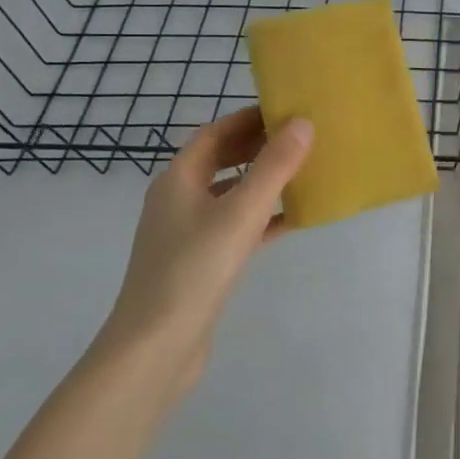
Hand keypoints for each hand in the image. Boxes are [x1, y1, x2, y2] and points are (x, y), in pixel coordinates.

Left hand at [94, 107, 312, 393]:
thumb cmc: (194, 269)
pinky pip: (237, 227)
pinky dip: (263, 218)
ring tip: (304, 171)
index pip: (215, 133)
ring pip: (231, 194)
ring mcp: (188, 234)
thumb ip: (273, 167)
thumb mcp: (240, 212)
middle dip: (258, 147)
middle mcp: (179, 200)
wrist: (156, 347)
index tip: (286, 111)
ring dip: (263, 181)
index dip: (248, 119)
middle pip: (221, 161)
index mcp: (178, 180)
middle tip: (301, 138)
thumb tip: (302, 123)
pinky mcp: (201, 263)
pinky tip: (294, 219)